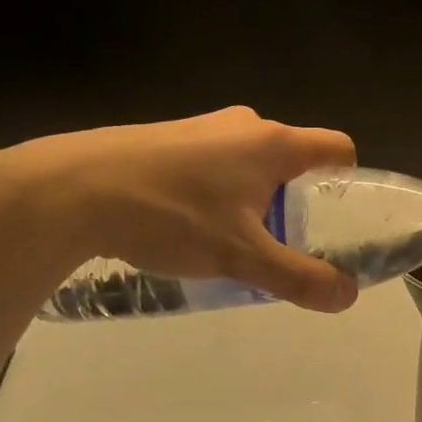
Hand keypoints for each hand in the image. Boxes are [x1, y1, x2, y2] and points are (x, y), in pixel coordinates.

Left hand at [3, 107, 360, 312]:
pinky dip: (219, 189)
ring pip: (251, 160)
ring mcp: (203, 127)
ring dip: (255, 195)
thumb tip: (348, 296)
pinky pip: (215, 161)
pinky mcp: (169, 136)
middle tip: (282, 240)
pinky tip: (187, 223)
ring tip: (231, 238)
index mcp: (274, 143)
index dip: (350, 181)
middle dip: (297, 197)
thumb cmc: (171, 216)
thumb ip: (299, 277)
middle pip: (294, 157)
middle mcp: (245, 125)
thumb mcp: (241, 256)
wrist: (72, 189)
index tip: (337, 217)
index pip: (337, 148)